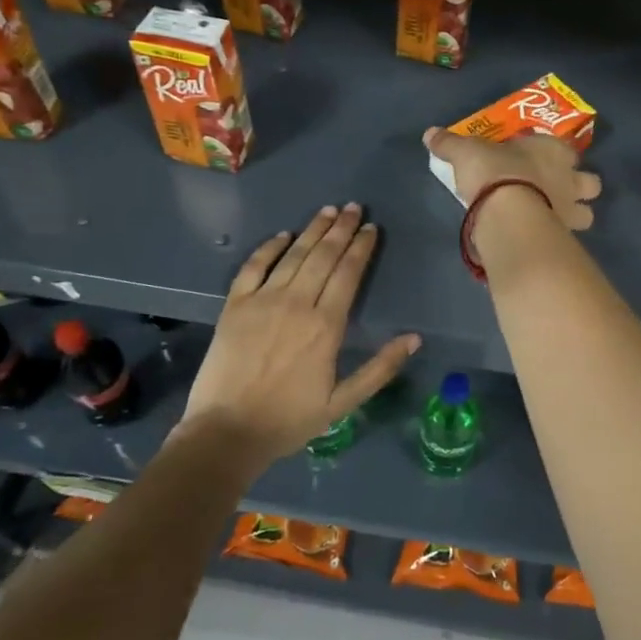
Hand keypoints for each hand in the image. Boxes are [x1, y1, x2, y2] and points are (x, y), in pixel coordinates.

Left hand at [179, 204, 419, 465]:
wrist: (226, 432)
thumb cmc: (289, 420)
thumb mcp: (343, 403)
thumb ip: (380, 369)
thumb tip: (414, 339)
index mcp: (326, 325)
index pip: (348, 273)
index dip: (361, 247)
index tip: (370, 228)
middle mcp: (297, 303)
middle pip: (323, 256)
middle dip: (341, 228)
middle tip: (353, 207)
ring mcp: (263, 300)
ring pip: (294, 255)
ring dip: (313, 230)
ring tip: (328, 211)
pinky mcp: (235, 305)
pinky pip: (254, 266)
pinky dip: (270, 247)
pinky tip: (283, 235)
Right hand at [422, 127, 602, 244]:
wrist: (509, 213)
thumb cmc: (494, 172)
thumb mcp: (465, 152)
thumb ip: (450, 143)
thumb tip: (429, 133)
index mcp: (553, 151)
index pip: (566, 149)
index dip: (558, 155)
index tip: (544, 160)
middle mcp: (570, 179)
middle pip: (591, 183)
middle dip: (580, 187)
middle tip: (558, 192)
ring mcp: (571, 211)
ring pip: (587, 214)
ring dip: (576, 216)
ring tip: (553, 219)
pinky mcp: (564, 238)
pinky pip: (569, 239)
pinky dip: (559, 239)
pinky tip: (541, 240)